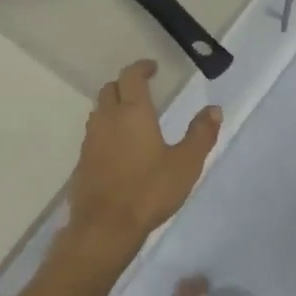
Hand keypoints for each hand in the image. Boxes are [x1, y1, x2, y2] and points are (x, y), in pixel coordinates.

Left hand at [66, 60, 222, 249]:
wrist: (105, 227)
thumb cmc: (149, 191)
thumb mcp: (185, 164)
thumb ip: (200, 134)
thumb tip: (213, 109)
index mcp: (133, 112)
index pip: (131, 77)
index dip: (141, 68)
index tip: (152, 68)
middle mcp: (107, 119)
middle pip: (110, 89)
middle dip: (125, 84)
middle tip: (142, 91)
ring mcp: (91, 140)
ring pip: (99, 111)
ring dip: (113, 106)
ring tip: (131, 118)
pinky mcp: (82, 161)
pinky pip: (94, 134)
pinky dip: (106, 130)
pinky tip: (118, 148)